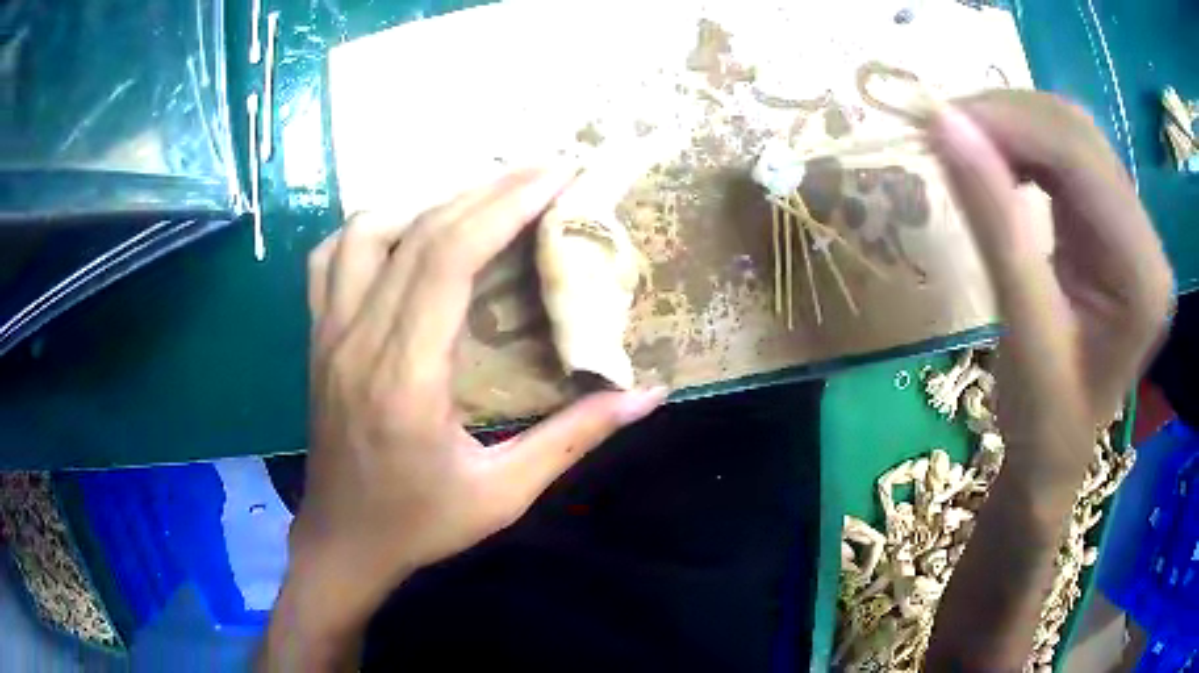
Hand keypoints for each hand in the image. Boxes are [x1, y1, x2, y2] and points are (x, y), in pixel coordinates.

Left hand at [262, 168, 664, 670]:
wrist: (344, 542)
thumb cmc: (420, 524)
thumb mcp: (504, 494)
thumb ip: (574, 438)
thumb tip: (646, 395)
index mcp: (404, 379)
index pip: (448, 258)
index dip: (503, 205)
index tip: (555, 175)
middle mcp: (358, 341)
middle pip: (417, 233)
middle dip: (485, 189)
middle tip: (541, 170)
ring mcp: (328, 335)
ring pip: (363, 231)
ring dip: (425, 202)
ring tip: (478, 202)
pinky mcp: (318, 339)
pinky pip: (330, 258)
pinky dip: (370, 228)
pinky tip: (404, 234)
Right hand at [924, 92, 1171, 668]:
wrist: (1055, 458)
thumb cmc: (1042, 423)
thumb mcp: (1021, 330)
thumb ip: (993, 221)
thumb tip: (942, 124)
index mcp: (1142, 275)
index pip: (1082, 160)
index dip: (1012, 124)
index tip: (940, 120)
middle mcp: (1148, 240)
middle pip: (1079, 135)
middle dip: (1009, 118)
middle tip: (945, 129)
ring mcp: (1134, 230)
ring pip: (1073, 137)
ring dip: (1014, 128)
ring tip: (965, 145)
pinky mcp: (1114, 228)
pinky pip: (1069, 160)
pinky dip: (1025, 148)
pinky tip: (997, 163)